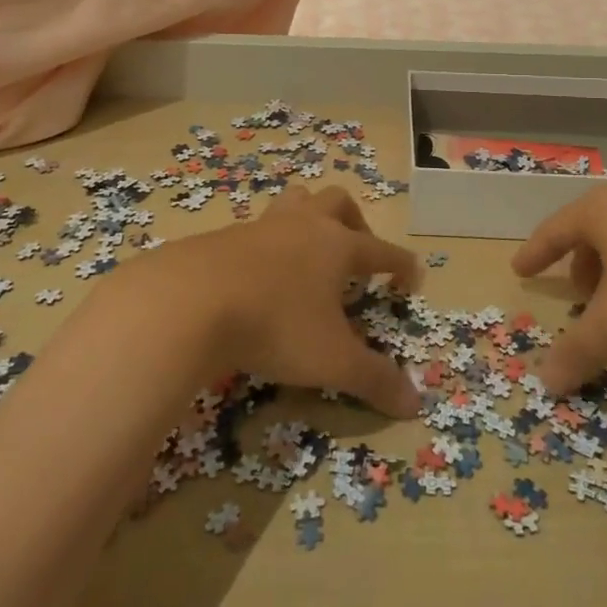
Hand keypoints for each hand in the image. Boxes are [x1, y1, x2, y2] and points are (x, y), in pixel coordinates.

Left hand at [111, 185, 422, 417]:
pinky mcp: (225, 236)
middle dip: (354, 222)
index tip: (413, 275)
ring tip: (309, 250)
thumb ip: (374, 379)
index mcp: (337, 246)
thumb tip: (415, 404)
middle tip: (356, 252)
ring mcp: (262, 226)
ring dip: (309, 218)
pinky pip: (256, 229)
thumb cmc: (276, 325)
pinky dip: (268, 245)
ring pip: (295, 202)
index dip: (400, 264)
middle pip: (337, 202)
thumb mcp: (332, 361)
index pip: (381, 250)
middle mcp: (304, 226)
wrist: (191, 301)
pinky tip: (259, 274)